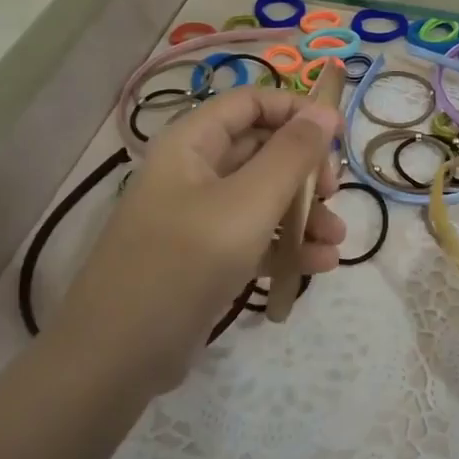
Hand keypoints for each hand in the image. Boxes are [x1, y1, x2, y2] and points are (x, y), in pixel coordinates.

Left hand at [55, 86, 346, 397]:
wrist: (119, 356)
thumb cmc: (185, 262)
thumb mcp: (248, 203)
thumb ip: (292, 155)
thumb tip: (326, 111)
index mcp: (192, 143)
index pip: (252, 102)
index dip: (297, 110)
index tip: (339, 136)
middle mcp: (195, 171)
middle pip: (263, 149)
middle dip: (306, 170)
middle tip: (333, 194)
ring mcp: (200, 217)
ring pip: (264, 197)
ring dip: (305, 214)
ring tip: (337, 240)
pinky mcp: (207, 258)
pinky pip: (256, 237)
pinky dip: (288, 247)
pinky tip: (320, 265)